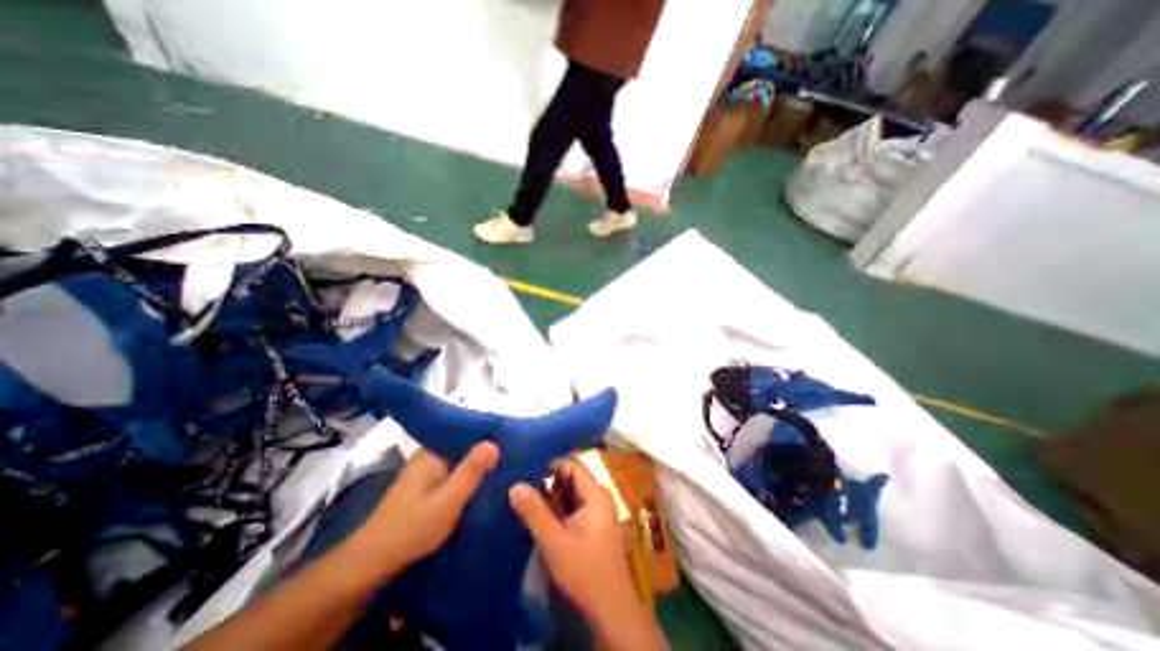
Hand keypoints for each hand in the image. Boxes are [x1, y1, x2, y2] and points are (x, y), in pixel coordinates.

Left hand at [351, 441, 501, 578]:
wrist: (372, 563)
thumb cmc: (411, 528)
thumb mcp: (447, 500)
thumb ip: (471, 471)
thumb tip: (494, 442)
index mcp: (432, 451)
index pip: (466, 431)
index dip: (489, 432)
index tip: (512, 436)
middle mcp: (429, 455)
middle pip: (464, 445)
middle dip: (486, 449)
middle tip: (514, 453)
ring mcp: (427, 470)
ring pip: (460, 460)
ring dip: (478, 464)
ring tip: (505, 465)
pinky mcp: (426, 486)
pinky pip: (454, 472)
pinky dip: (468, 476)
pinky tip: (484, 482)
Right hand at [510, 460, 660, 647]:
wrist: (610, 610)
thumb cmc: (584, 571)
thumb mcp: (554, 541)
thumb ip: (534, 512)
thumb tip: (515, 484)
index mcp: (596, 494)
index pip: (572, 466)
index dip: (550, 465)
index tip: (526, 468)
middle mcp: (598, 498)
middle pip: (570, 480)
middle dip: (547, 483)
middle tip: (520, 483)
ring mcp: (596, 514)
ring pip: (570, 496)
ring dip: (550, 498)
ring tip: (524, 497)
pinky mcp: (591, 528)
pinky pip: (572, 509)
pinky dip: (556, 510)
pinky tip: (538, 516)